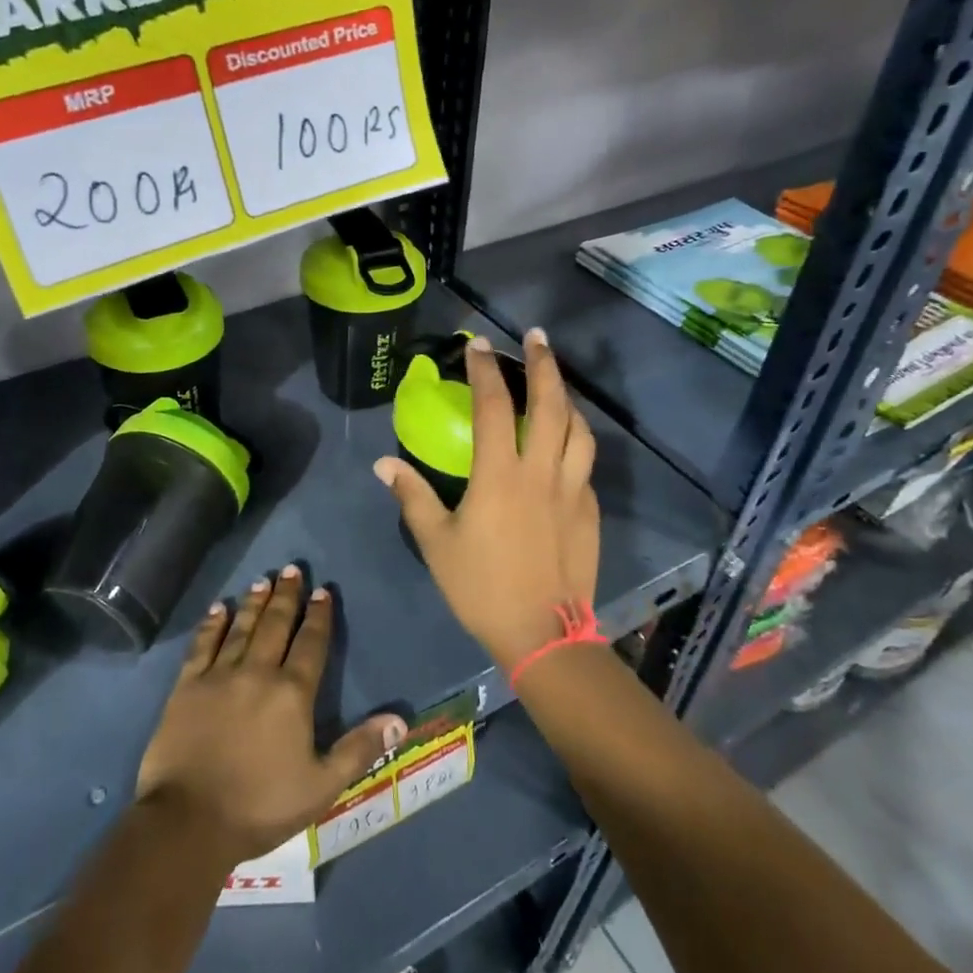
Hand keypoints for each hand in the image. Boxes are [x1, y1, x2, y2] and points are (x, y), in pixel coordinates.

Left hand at [136, 566, 404, 866]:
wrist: (189, 821)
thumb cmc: (260, 806)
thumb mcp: (321, 786)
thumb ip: (359, 748)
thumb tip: (398, 720)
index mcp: (292, 694)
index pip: (311, 644)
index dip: (319, 616)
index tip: (322, 591)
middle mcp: (257, 672)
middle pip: (276, 625)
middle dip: (287, 596)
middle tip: (292, 569)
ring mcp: (219, 675)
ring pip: (242, 627)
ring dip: (254, 602)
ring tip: (263, 579)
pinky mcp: (187, 686)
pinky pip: (203, 644)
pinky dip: (213, 624)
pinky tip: (220, 608)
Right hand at [374, 329, 599, 672]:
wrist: (542, 635)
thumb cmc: (481, 587)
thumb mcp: (435, 542)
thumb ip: (412, 496)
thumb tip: (383, 463)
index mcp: (500, 475)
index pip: (494, 408)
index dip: (485, 371)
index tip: (477, 344)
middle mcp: (541, 472)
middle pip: (551, 405)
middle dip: (543, 365)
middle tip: (536, 337)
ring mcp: (572, 491)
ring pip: (579, 430)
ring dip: (567, 398)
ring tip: (555, 383)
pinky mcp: (588, 512)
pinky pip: (585, 464)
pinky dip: (576, 441)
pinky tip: (566, 445)